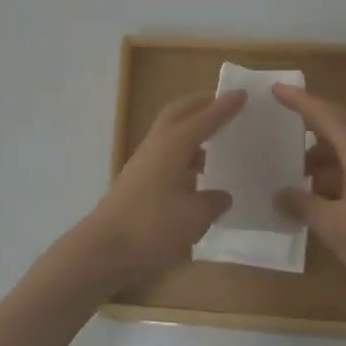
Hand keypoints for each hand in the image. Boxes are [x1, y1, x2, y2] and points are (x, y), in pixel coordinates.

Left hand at [74, 89, 248, 295]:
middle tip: (224, 103)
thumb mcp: (193, 217)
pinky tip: (198, 176)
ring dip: (191, 131)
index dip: (223, 107)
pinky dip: (184, 156)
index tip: (242, 94)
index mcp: (172, 146)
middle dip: (200, 105)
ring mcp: (142, 165)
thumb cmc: (151, 227)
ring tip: (216, 140)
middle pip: (177, 114)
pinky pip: (165, 157)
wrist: (102, 251)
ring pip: (169, 135)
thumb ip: (212, 202)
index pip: (203, 119)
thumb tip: (222, 195)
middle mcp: (156, 147)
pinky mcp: (136, 183)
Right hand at [272, 85, 345, 312]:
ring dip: (317, 157)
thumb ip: (302, 205)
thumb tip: (278, 193)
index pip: (327, 116)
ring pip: (343, 154)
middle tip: (281, 119)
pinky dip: (328, 178)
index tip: (277, 88)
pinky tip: (312, 198)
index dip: (301, 101)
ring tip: (288, 170)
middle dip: (310, 120)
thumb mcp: (332, 224)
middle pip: (339, 127)